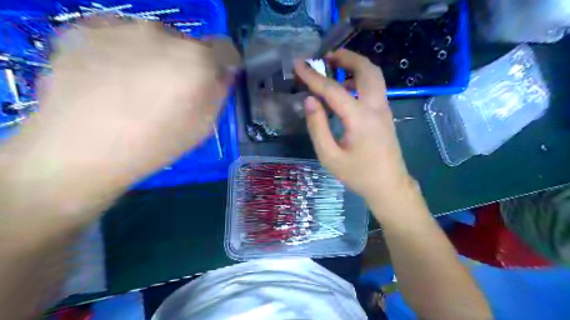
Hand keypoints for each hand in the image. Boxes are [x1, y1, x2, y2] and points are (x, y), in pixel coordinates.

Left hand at [2, 16, 232, 195]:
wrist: (82, 149)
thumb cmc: (155, 143)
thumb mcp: (203, 126)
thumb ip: (219, 93)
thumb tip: (222, 74)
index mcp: (196, 60)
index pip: (224, 48)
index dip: (225, 63)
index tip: (217, 77)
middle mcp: (162, 33)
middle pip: (186, 43)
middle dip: (186, 63)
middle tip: (171, 90)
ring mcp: (120, 26)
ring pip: (151, 38)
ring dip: (154, 56)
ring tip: (135, 86)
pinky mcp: (83, 29)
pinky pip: (117, 36)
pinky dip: (121, 52)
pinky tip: (109, 78)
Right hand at [294, 50, 413, 202]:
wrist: (389, 186)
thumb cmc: (358, 174)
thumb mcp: (330, 156)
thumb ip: (318, 127)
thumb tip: (310, 100)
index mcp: (360, 118)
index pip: (333, 90)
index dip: (313, 76)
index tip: (298, 64)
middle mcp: (376, 107)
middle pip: (366, 69)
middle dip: (345, 57)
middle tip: (325, 57)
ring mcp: (384, 109)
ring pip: (374, 75)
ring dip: (355, 65)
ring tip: (334, 68)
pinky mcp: (385, 113)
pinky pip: (375, 86)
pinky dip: (361, 77)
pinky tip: (347, 86)